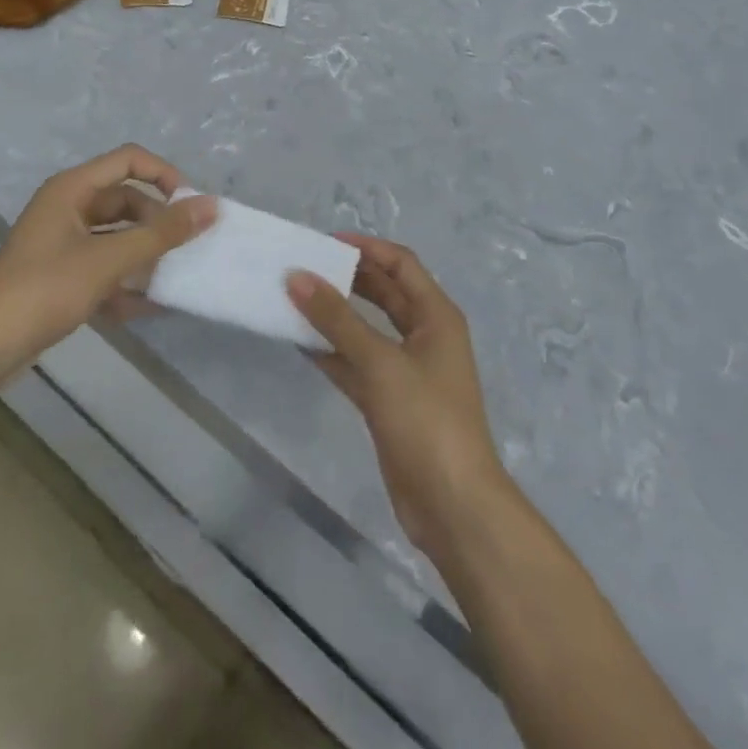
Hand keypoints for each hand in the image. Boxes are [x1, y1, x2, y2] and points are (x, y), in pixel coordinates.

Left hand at [0, 144, 214, 375]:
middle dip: (157, 223)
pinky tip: (148, 307)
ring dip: (145, 256)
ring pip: (117, 238)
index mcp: (72, 189)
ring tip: (174, 278)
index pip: (129, 160)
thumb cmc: (43, 290)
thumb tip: (211, 206)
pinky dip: (126, 283)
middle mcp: (68, 208)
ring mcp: (63, 244)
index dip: (163, 175)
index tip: (189, 205)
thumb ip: (161, 233)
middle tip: (186, 248)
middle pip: (126, 201)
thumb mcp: (108, 259)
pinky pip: (104, 269)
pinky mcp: (61, 278)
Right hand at [287, 235, 508, 557]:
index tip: (325, 241)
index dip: (367, 247)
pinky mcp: (389, 401)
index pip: (401, 264)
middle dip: (347, 278)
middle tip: (304, 267)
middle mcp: (424, 336)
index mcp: (436, 316)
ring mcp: (407, 370)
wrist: (453, 506)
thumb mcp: (380, 363)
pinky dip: (332, 352)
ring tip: (294, 299)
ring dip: (335, 316)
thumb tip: (297, 276)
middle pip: (384, 293)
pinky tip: (300, 344)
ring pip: (366, 329)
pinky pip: (356, 364)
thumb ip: (337, 319)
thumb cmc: (426, 421)